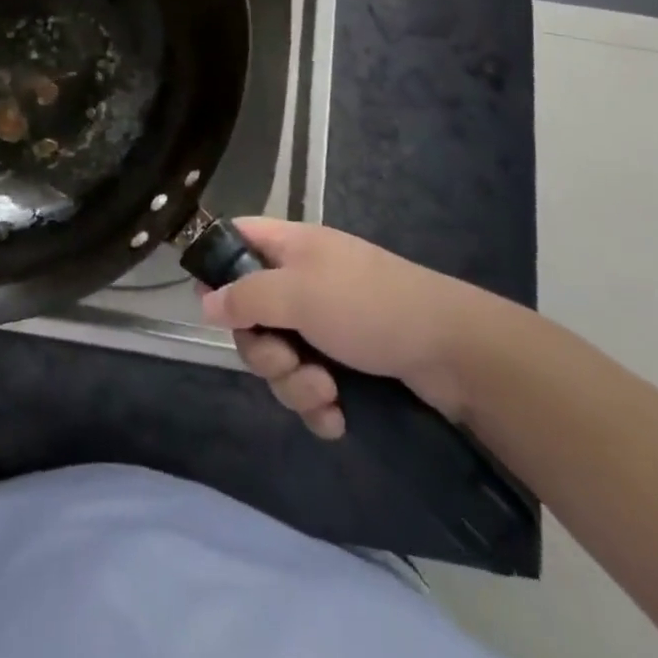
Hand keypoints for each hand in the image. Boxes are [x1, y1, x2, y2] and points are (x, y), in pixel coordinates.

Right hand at [200, 219, 503, 438]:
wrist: (453, 352)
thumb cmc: (368, 305)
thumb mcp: (299, 293)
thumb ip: (247, 297)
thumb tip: (204, 302)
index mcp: (290, 248)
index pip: (237, 239)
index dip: (218, 268)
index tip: (215, 308)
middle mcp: (302, 281)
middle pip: (252, 314)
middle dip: (264, 350)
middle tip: (288, 361)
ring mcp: (325, 323)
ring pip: (280, 357)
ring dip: (294, 383)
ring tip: (327, 393)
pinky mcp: (346, 363)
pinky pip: (309, 385)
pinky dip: (318, 404)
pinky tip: (338, 417)